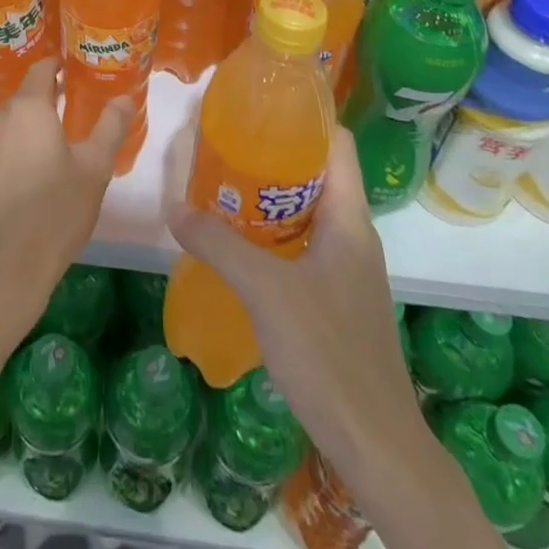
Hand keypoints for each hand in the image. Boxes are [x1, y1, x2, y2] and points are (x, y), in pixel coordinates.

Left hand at [0, 60, 130, 347]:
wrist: (0, 270)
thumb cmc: (54, 212)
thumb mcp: (94, 169)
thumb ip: (110, 127)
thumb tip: (124, 97)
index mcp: (27, 109)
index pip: (40, 69)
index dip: (57, 66)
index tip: (74, 70)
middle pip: (22, 98)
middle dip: (45, 101)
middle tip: (72, 113)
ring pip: (7, 126)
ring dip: (27, 129)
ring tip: (52, 147)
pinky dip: (11, 153)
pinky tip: (27, 178)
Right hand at [166, 125, 416, 472]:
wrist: (375, 442)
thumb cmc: (327, 352)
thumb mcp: (264, 290)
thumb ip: (218, 244)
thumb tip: (174, 207)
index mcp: (349, 218)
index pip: (337, 143)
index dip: (305, 117)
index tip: (260, 107)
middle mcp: (354, 235)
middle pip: (318, 174)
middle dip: (275, 156)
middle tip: (226, 145)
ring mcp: (349, 269)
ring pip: (309, 212)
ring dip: (272, 198)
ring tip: (224, 188)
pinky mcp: (339, 298)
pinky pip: (305, 246)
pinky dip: (275, 235)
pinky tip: (241, 247)